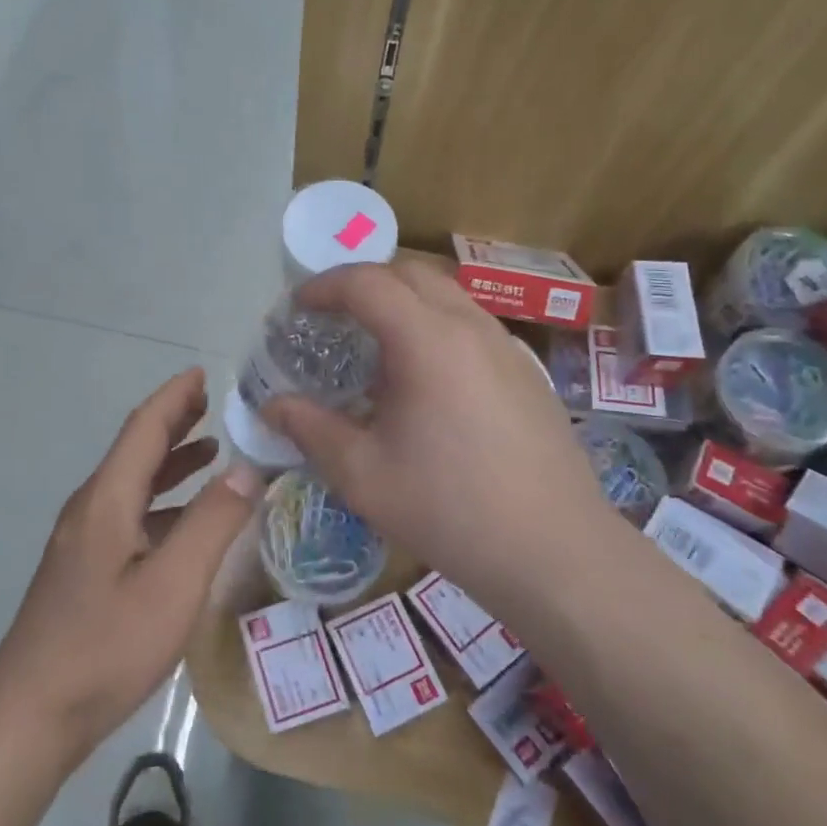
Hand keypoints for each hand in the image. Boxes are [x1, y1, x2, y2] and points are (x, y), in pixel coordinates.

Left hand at [0, 369, 262, 764]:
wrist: (30, 714)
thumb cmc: (105, 645)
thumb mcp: (173, 584)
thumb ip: (212, 523)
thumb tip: (246, 468)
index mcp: (108, 499)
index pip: (144, 429)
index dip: (174, 398)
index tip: (203, 373)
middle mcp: (92, 509)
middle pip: (135, 450)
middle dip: (173, 423)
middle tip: (213, 405)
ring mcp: (84, 541)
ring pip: (133, 484)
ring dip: (170, 462)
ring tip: (210, 452)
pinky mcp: (86, 570)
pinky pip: (131, 515)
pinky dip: (163, 502)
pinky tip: (186, 522)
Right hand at [262, 262, 621, 611]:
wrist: (555, 551)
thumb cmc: (449, 509)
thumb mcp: (363, 475)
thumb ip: (311, 430)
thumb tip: (271, 407)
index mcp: (427, 341)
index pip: (368, 283)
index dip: (326, 286)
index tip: (298, 307)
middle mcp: (470, 327)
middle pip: (411, 274)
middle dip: (365, 284)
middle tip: (333, 317)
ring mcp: (506, 347)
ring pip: (447, 296)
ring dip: (403, 304)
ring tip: (375, 348)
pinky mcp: (526, 372)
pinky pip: (470, 326)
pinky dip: (434, 327)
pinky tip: (424, 382)